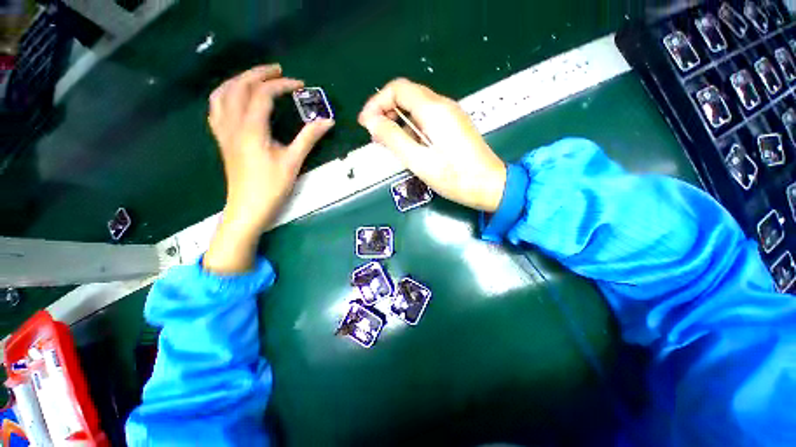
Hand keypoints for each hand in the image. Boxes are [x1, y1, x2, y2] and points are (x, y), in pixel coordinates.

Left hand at [204, 64, 333, 272]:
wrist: (248, 207)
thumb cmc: (272, 187)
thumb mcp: (293, 162)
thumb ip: (308, 138)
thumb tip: (327, 121)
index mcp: (251, 128)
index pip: (263, 94)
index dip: (282, 85)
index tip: (300, 85)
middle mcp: (233, 123)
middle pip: (240, 86)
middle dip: (259, 73)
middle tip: (279, 71)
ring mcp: (224, 130)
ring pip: (223, 93)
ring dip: (240, 80)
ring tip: (257, 78)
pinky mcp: (222, 139)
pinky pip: (216, 107)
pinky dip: (226, 94)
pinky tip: (236, 98)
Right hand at [358, 78, 505, 211]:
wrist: (490, 186)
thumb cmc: (454, 177)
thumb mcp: (419, 160)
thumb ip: (393, 139)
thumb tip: (372, 122)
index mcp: (433, 110)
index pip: (397, 89)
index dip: (377, 103)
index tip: (366, 124)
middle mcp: (443, 105)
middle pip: (407, 95)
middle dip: (386, 111)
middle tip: (376, 135)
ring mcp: (451, 115)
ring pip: (417, 107)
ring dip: (399, 121)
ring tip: (389, 143)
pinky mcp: (454, 126)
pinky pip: (427, 118)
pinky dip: (412, 127)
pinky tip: (409, 145)